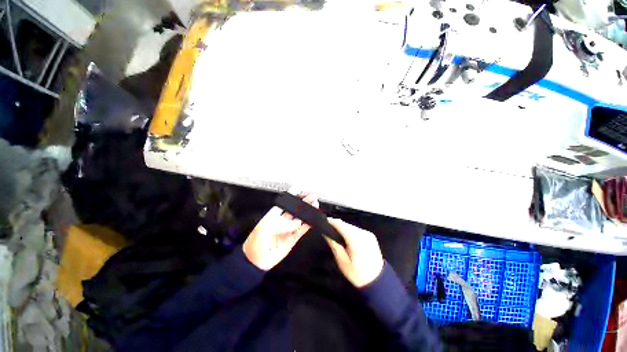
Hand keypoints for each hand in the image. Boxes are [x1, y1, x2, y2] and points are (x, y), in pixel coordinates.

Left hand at [243, 195, 318, 270]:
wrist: (255, 261)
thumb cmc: (256, 241)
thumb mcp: (267, 228)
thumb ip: (284, 224)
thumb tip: (298, 223)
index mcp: (273, 215)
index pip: (285, 203)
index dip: (292, 196)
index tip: (300, 189)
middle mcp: (282, 221)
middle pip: (295, 209)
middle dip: (304, 203)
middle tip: (312, 198)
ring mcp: (288, 230)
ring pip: (300, 219)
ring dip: (308, 212)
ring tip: (315, 206)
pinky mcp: (292, 239)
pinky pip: (302, 230)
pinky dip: (308, 225)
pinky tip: (313, 220)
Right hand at [325, 218, 383, 287]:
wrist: (378, 281)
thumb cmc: (357, 274)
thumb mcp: (342, 262)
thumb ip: (334, 246)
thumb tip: (326, 234)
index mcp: (356, 239)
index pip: (341, 225)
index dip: (332, 222)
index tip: (324, 221)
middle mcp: (363, 233)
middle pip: (347, 225)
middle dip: (337, 225)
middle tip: (328, 228)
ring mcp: (368, 234)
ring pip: (352, 226)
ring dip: (344, 228)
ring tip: (336, 233)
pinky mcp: (371, 236)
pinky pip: (357, 230)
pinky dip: (351, 231)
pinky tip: (347, 237)